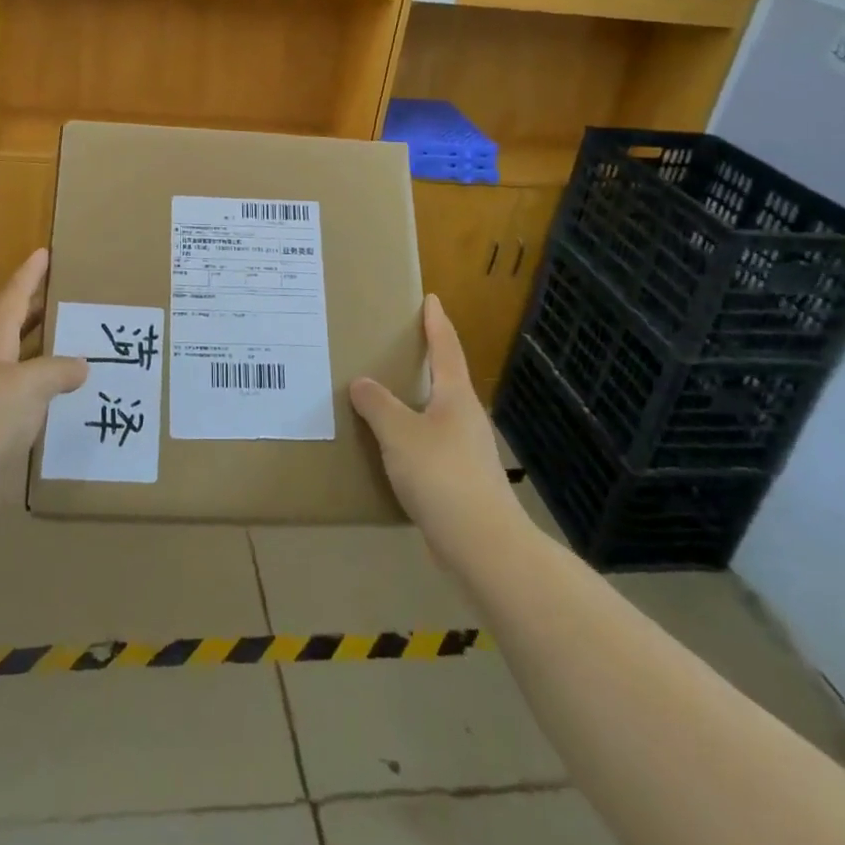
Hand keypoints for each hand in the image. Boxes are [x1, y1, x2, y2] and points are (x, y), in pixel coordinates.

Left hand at [0, 249, 87, 540]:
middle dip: (40, 310)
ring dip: (48, 353)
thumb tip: (81, 365)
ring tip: (81, 345)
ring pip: (24, 367)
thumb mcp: (27, 386)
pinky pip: (28, 403)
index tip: (44, 252)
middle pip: (16, 330)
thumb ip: (56, 370)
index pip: (13, 301)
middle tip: (70, 295)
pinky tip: (68, 402)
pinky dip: (48, 394)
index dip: (29, 276)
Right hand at [349, 295, 524, 561]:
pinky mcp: (461, 481)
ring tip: (385, 396)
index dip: (436, 323)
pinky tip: (392, 448)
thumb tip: (361, 383)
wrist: (483, 545)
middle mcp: (465, 417)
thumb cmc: (442, 475)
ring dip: (416, 401)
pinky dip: (411, 437)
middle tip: (397, 345)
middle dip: (425, 360)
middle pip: (445, 379)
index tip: (431, 299)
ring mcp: (467, 451)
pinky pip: (431, 445)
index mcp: (455, 396)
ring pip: (437, 414)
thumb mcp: (399, 433)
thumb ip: (377, 404)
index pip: (446, 348)